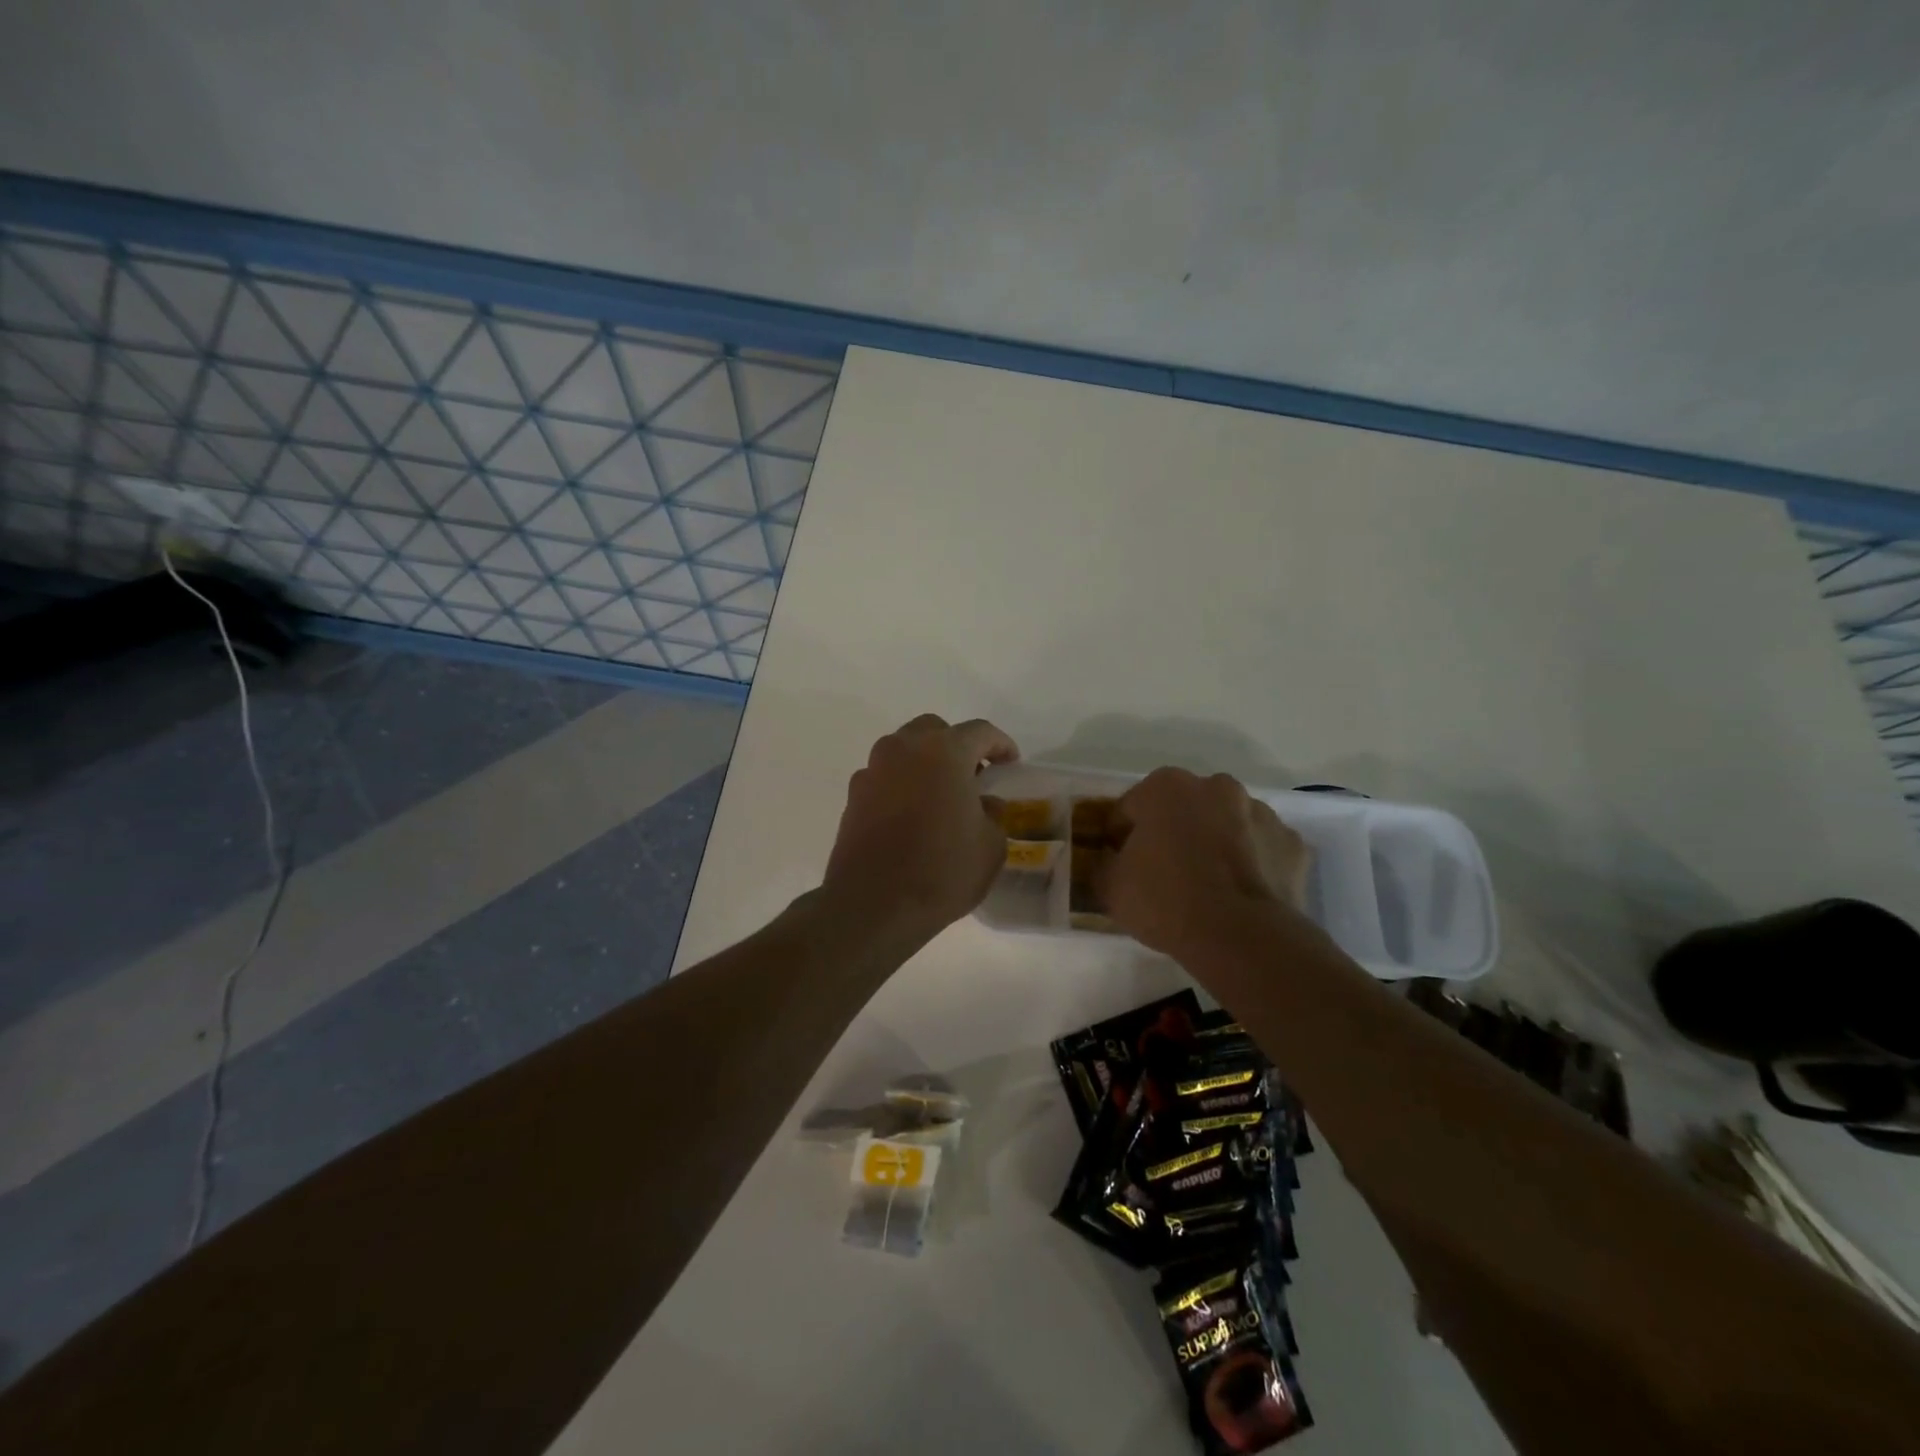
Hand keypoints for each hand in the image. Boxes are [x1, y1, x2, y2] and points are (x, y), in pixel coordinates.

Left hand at [822, 714, 1019, 937]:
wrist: (873, 905)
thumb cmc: (942, 871)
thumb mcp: (990, 846)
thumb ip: (993, 815)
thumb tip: (984, 803)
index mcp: (944, 752)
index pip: (980, 732)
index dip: (1000, 744)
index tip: (1011, 763)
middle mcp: (904, 749)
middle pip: (935, 731)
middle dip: (957, 746)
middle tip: (973, 776)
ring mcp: (873, 770)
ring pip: (904, 750)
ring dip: (925, 763)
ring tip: (941, 795)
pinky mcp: (853, 796)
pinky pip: (885, 777)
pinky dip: (902, 785)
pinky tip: (912, 815)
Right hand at [1102, 768, 1310, 956]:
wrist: (1241, 937)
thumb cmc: (1166, 901)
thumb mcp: (1110, 887)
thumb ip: (1101, 865)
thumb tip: (1107, 862)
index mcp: (1166, 787)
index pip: (1129, 809)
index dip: (1120, 839)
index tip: (1120, 866)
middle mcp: (1216, 786)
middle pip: (1182, 810)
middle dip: (1172, 834)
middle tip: (1164, 875)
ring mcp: (1260, 812)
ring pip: (1225, 825)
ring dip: (1214, 844)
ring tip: (1206, 889)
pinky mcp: (1292, 843)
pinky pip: (1260, 850)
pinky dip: (1250, 864)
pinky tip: (1240, 895)